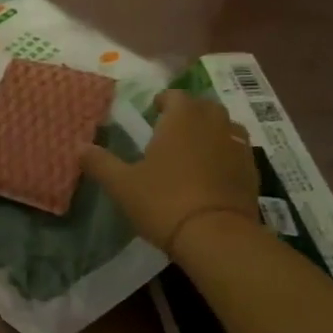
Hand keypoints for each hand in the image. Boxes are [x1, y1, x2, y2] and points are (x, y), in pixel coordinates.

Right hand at [81, 89, 259, 255]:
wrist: (216, 236)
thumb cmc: (163, 201)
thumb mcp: (121, 184)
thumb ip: (100, 163)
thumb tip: (79, 147)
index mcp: (181, 120)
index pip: (176, 96)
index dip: (163, 101)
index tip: (152, 111)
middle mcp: (213, 125)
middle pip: (204, 106)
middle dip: (189, 112)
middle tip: (171, 129)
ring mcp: (237, 147)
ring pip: (225, 127)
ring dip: (211, 131)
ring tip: (193, 149)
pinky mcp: (252, 172)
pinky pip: (237, 151)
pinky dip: (225, 154)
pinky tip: (211, 173)